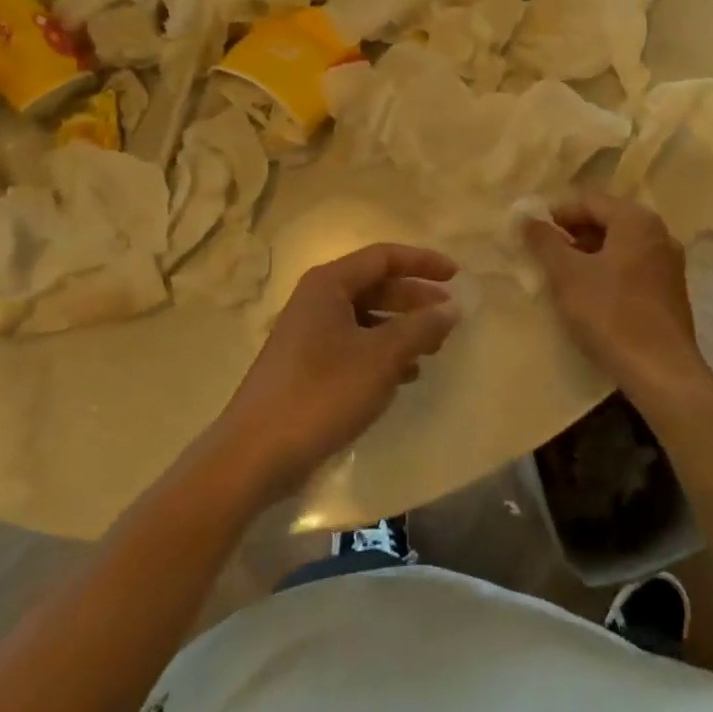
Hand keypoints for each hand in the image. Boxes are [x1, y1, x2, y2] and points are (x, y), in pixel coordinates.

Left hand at [211, 243, 459, 505]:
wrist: (254, 455)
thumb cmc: (321, 394)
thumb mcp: (380, 358)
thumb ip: (419, 328)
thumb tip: (451, 308)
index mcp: (329, 284)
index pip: (384, 257)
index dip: (423, 262)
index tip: (457, 276)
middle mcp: (317, 299)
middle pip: (376, 285)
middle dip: (415, 299)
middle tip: (450, 317)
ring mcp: (310, 333)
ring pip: (367, 317)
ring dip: (402, 328)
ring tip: (434, 348)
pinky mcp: (308, 365)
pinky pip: (355, 344)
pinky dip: (382, 352)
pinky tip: (406, 375)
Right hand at [523, 190, 705, 403]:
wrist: (661, 373)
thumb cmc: (610, 314)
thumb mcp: (566, 275)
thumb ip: (544, 241)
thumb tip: (526, 218)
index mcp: (636, 220)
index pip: (588, 201)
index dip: (555, 213)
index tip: (531, 232)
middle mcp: (658, 233)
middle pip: (606, 220)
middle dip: (572, 233)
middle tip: (542, 253)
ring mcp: (668, 263)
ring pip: (619, 245)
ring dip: (588, 254)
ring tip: (561, 275)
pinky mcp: (670, 291)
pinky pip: (632, 267)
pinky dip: (607, 271)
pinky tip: (589, 294)